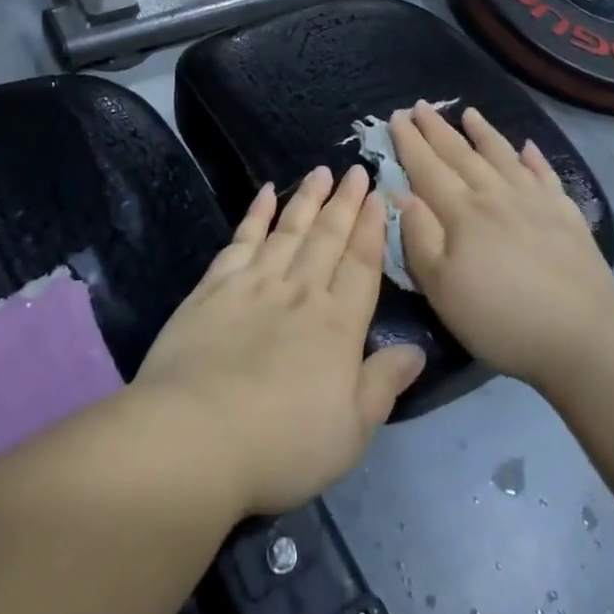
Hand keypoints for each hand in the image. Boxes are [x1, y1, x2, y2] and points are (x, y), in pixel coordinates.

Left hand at [133, 166, 426, 517]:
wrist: (196, 436)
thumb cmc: (282, 444)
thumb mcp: (350, 431)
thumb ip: (383, 384)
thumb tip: (417, 350)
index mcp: (337, 325)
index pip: (361, 265)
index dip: (372, 229)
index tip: (377, 196)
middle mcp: (300, 292)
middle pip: (328, 237)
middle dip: (345, 202)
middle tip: (356, 169)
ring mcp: (254, 283)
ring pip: (288, 229)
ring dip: (307, 199)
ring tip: (321, 171)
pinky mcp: (214, 286)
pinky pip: (242, 239)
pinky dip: (256, 214)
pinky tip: (265, 193)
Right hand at [391, 103, 613, 393]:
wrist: (580, 338)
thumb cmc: (499, 318)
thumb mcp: (442, 288)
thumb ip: (418, 237)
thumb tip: (401, 193)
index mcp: (462, 213)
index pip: (428, 168)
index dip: (410, 142)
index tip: (396, 116)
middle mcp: (496, 195)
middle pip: (461, 155)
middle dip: (437, 129)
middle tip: (420, 106)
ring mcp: (535, 201)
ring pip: (503, 156)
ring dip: (483, 133)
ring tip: (469, 112)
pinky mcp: (567, 215)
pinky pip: (546, 175)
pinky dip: (534, 158)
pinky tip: (527, 147)